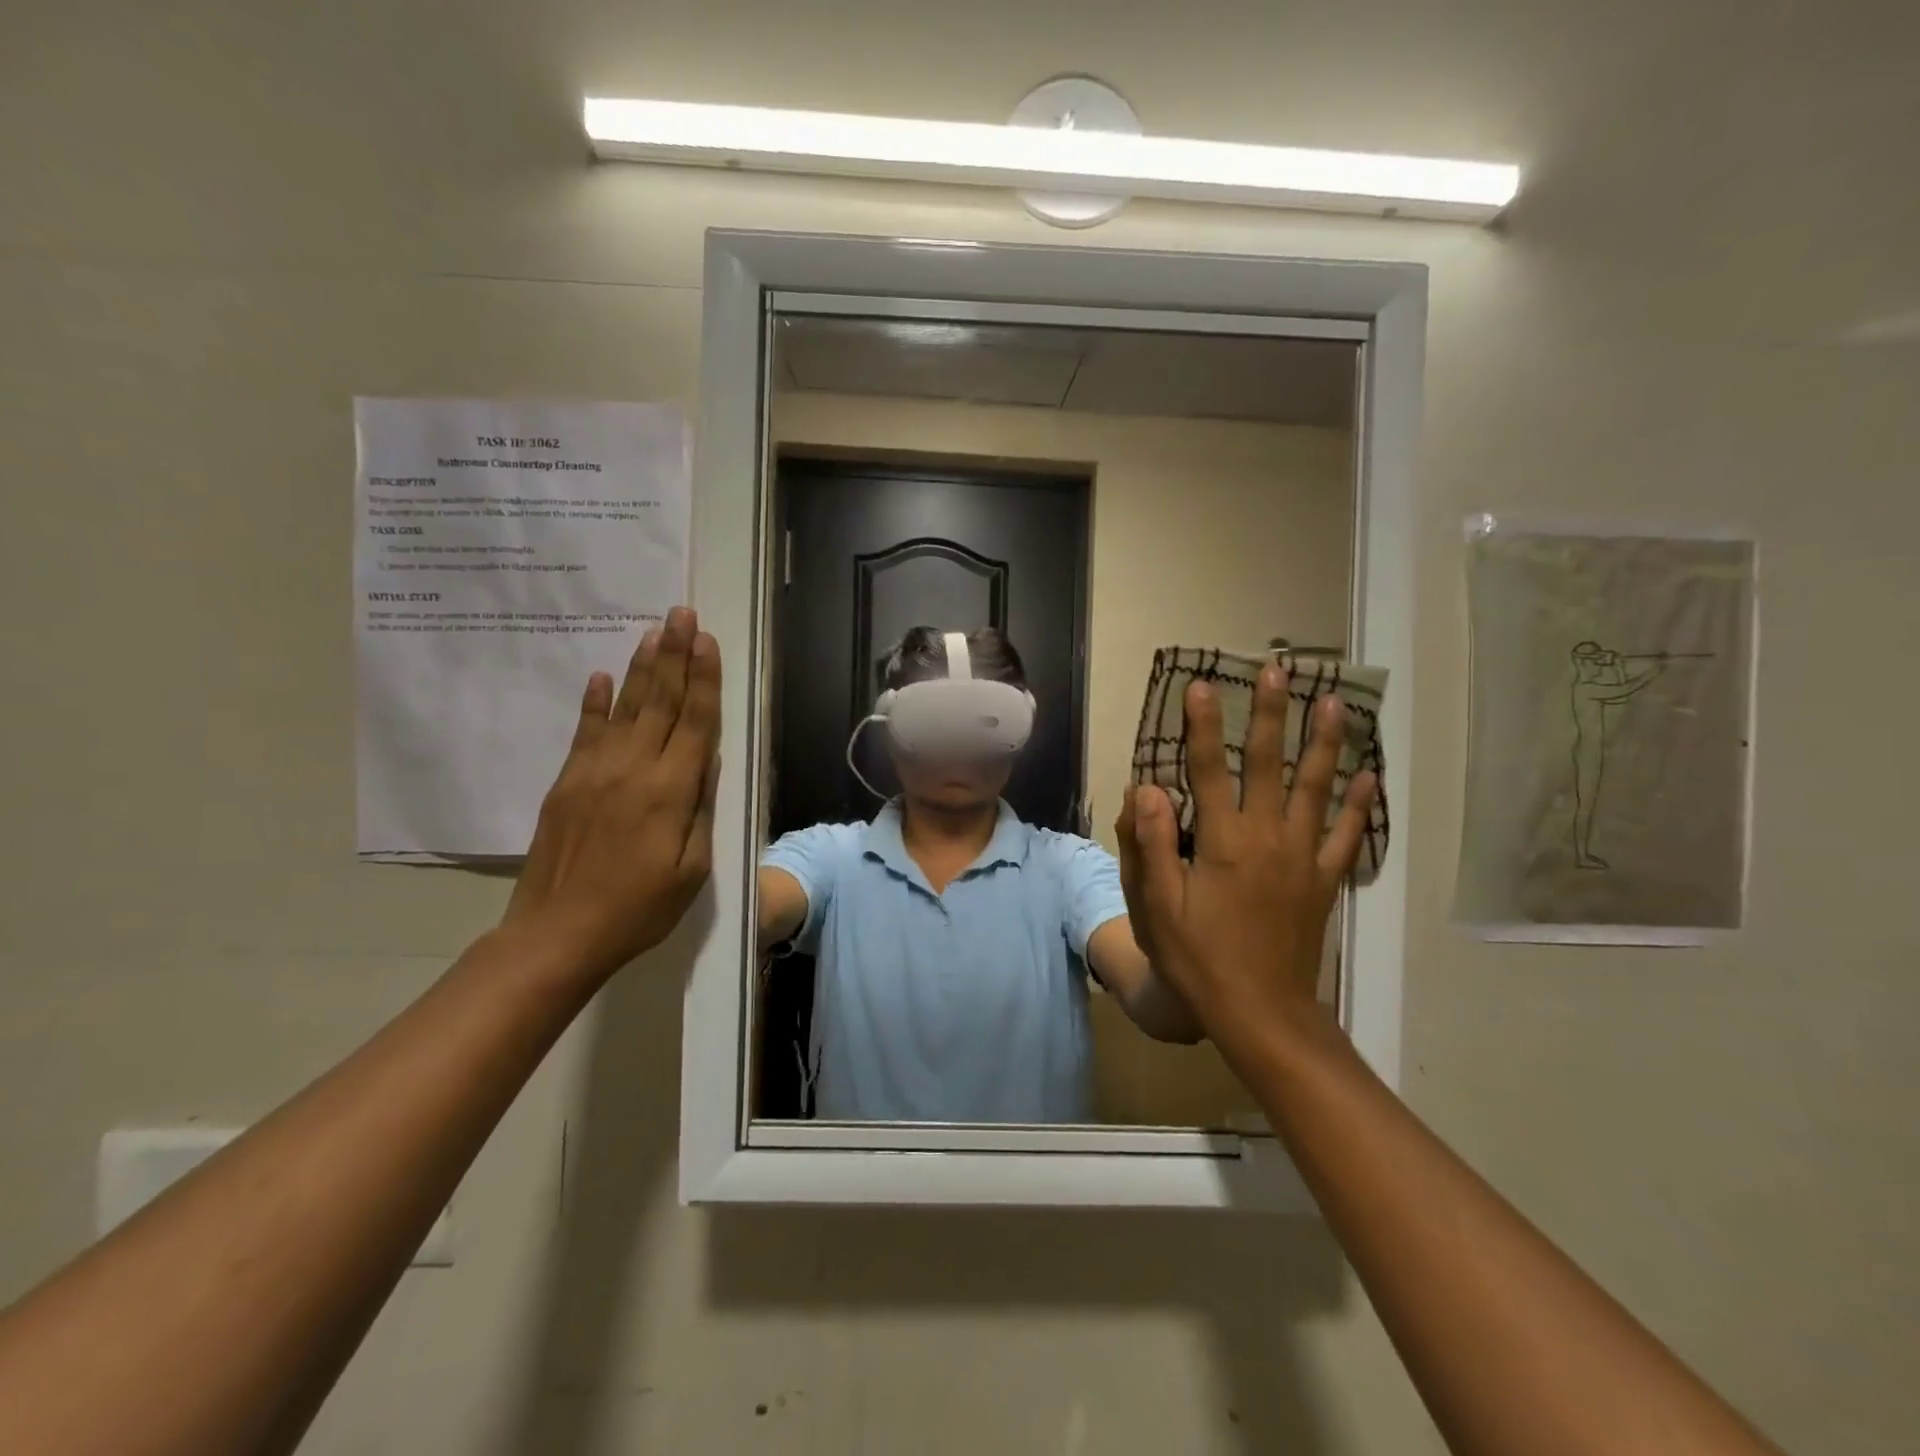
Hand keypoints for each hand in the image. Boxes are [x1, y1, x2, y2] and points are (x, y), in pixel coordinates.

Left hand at [504, 606, 720, 981]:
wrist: (558, 933)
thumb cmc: (639, 908)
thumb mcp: (692, 869)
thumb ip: (700, 809)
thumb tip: (706, 759)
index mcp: (671, 791)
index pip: (694, 721)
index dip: (703, 679)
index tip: (706, 641)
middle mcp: (634, 769)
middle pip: (660, 701)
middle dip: (674, 655)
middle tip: (682, 614)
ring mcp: (594, 771)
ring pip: (625, 707)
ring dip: (642, 667)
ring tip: (653, 631)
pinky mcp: (566, 782)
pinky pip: (584, 732)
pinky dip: (594, 702)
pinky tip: (600, 676)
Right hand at [1116, 663, 1375, 1060]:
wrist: (1261, 1011)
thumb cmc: (1200, 958)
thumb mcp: (1160, 905)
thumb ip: (1153, 843)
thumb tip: (1147, 786)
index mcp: (1224, 841)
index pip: (1209, 769)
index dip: (1203, 726)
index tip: (1202, 685)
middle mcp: (1268, 837)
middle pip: (1271, 764)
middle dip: (1271, 715)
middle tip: (1279, 671)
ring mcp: (1303, 857)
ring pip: (1317, 788)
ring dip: (1325, 742)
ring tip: (1335, 702)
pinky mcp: (1324, 880)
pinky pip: (1346, 834)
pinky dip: (1358, 804)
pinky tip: (1369, 775)